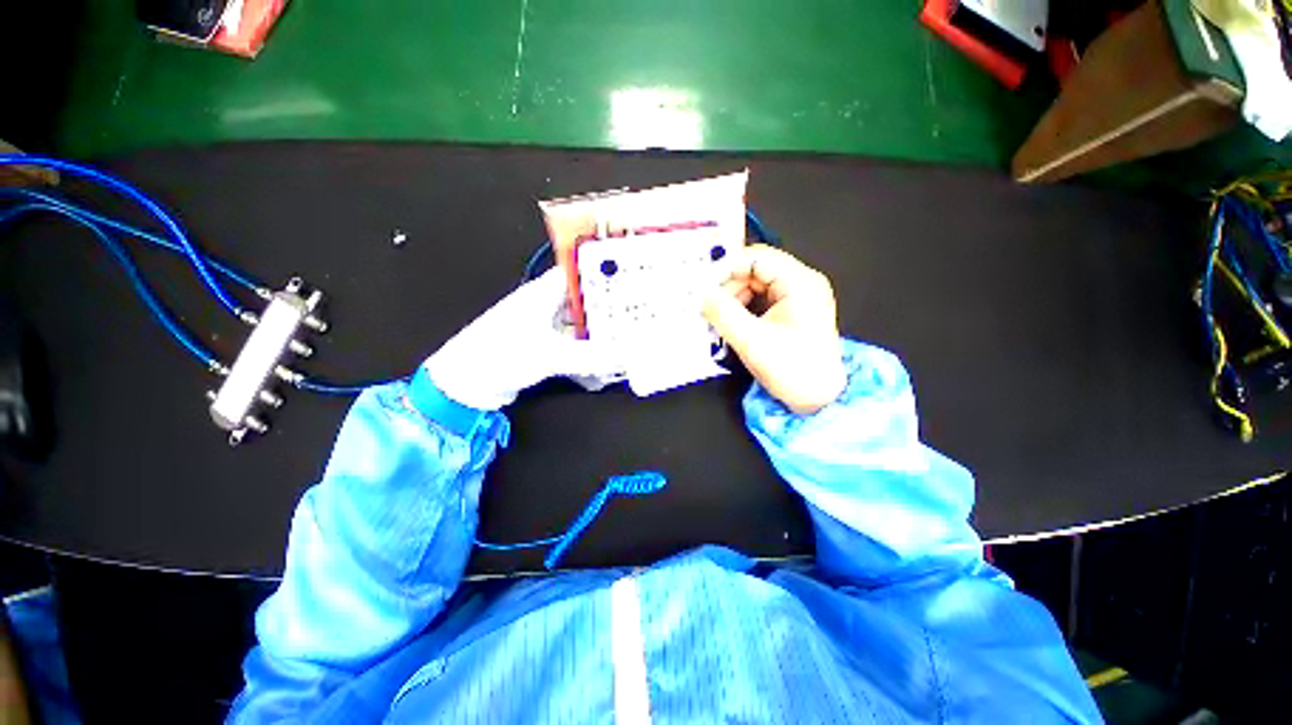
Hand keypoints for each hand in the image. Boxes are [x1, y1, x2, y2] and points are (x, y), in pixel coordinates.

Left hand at [427, 269, 620, 410]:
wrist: (465, 385)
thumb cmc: (500, 356)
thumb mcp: (550, 354)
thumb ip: (592, 356)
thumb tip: (627, 358)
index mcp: (544, 293)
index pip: (581, 272)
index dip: (606, 274)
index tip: (634, 281)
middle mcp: (546, 305)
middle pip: (586, 302)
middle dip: (610, 312)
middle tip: (639, 319)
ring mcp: (545, 328)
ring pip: (582, 327)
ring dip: (600, 339)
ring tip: (627, 347)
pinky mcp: (543, 348)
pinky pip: (573, 348)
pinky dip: (587, 357)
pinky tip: (602, 373)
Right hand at [703, 245, 846, 414]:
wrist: (819, 398)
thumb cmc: (792, 370)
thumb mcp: (752, 341)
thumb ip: (724, 314)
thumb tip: (702, 294)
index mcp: (800, 283)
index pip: (757, 258)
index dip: (726, 268)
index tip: (703, 287)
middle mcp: (801, 283)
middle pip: (755, 271)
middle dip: (728, 287)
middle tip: (708, 308)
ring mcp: (797, 297)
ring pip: (754, 285)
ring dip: (732, 299)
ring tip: (718, 320)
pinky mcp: (791, 311)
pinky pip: (759, 300)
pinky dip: (742, 309)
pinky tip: (731, 324)